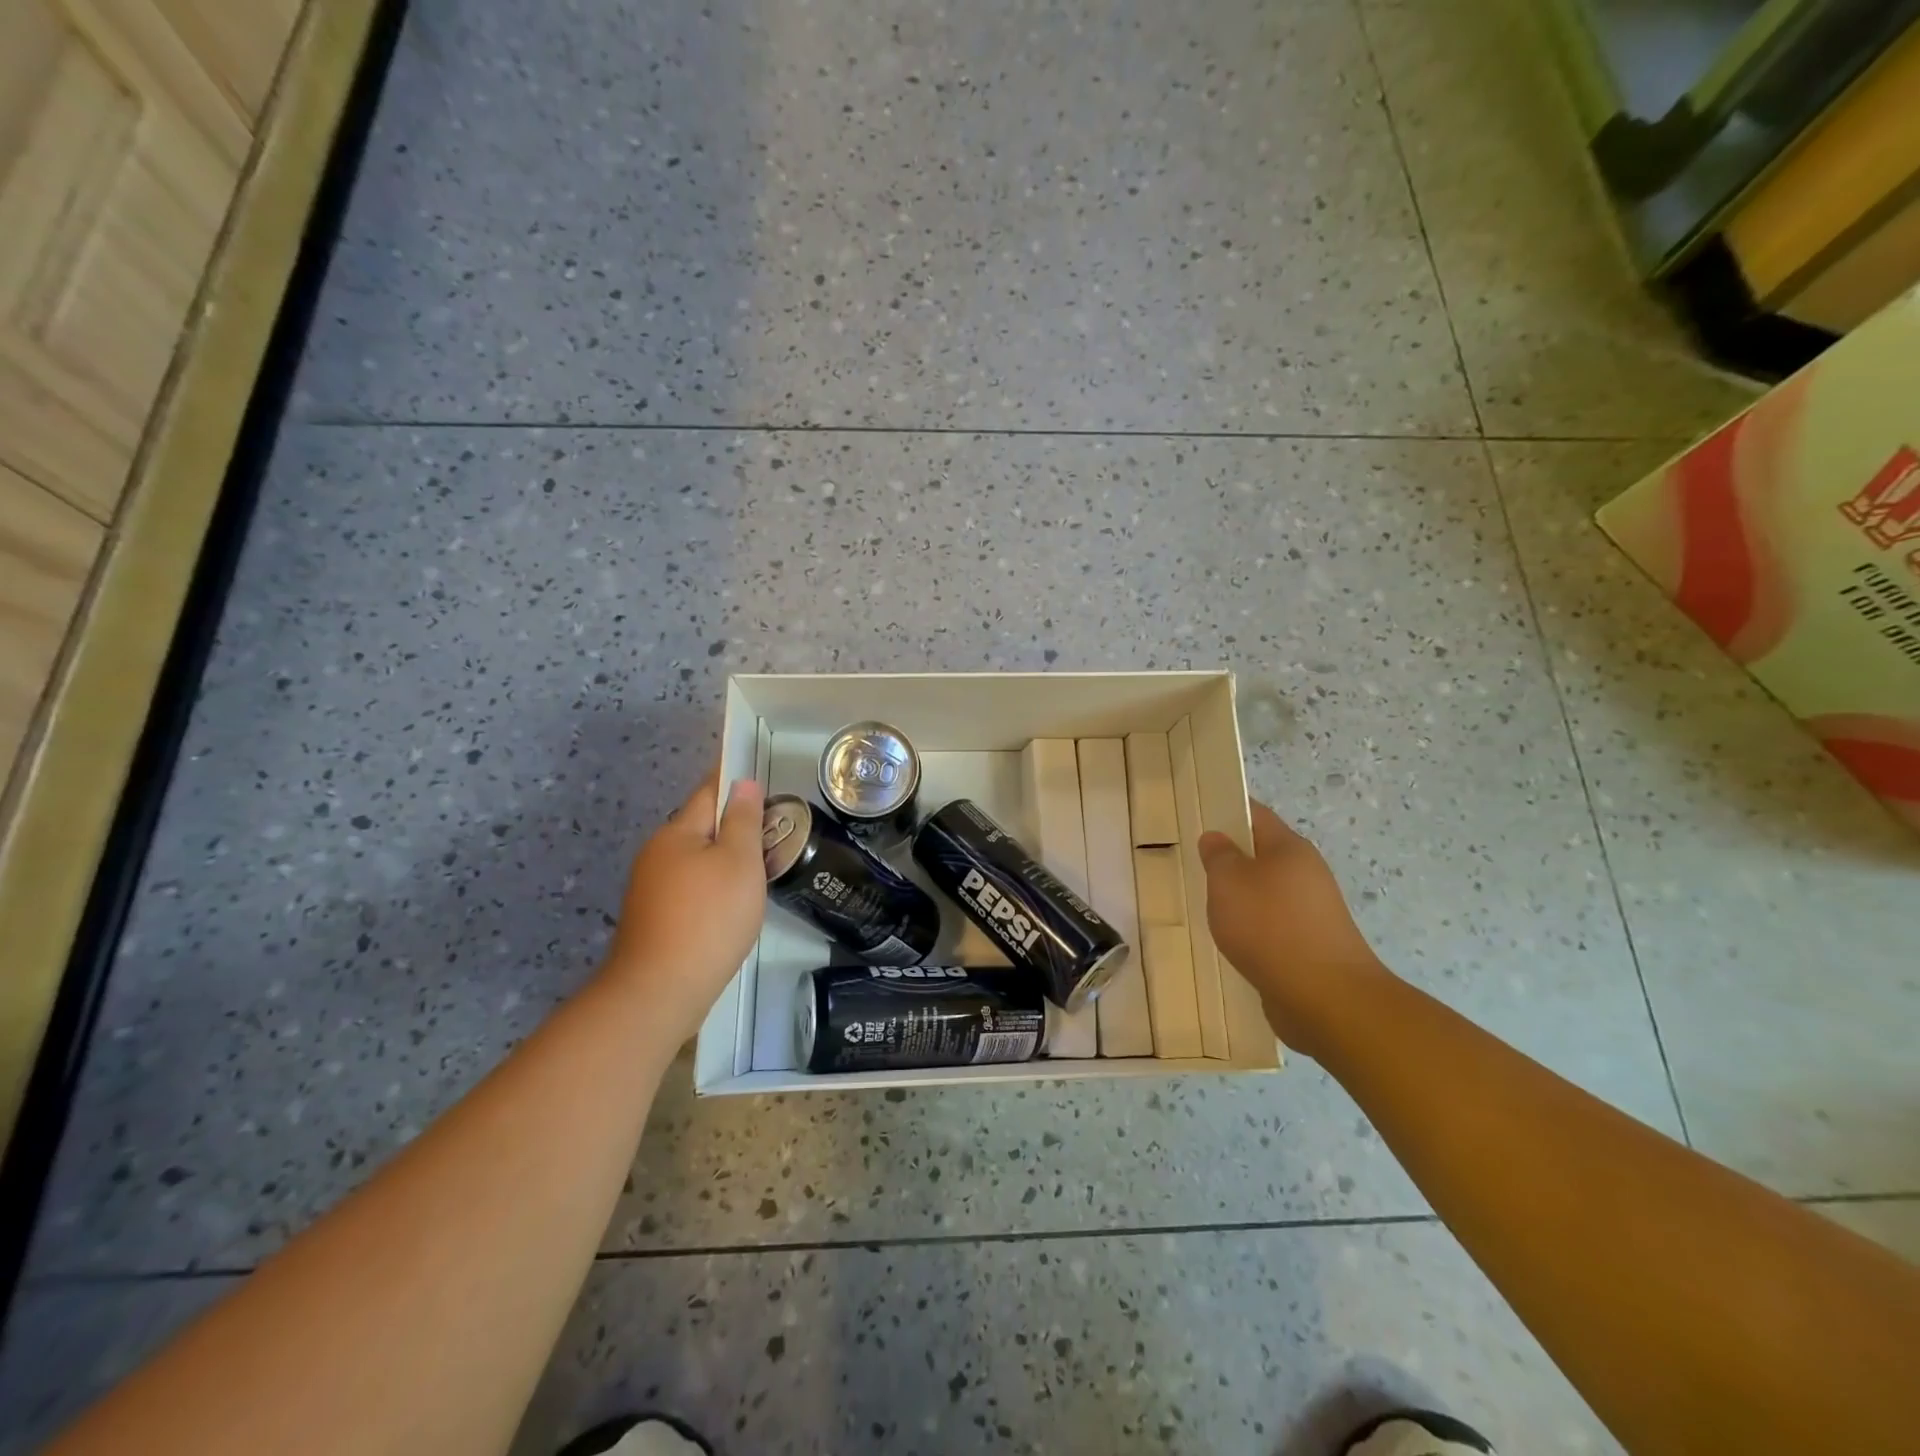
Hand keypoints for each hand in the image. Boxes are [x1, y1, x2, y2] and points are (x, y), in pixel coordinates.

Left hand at [601, 767, 766, 1041]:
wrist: (660, 990)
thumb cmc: (709, 917)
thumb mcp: (739, 861)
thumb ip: (744, 819)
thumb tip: (744, 783)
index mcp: (677, 832)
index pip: (709, 792)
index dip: (734, 781)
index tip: (759, 777)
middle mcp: (657, 853)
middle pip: (701, 827)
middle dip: (733, 825)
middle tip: (773, 834)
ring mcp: (650, 888)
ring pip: (696, 860)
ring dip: (724, 859)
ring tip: (759, 871)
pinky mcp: (653, 919)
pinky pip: (689, 887)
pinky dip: (712, 887)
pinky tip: (731, 906)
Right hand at [1197, 800, 1386, 1058]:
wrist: (1326, 998)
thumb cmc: (1270, 927)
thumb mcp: (1228, 882)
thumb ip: (1218, 856)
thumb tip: (1216, 838)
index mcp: (1290, 848)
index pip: (1256, 814)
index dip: (1228, 811)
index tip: (1198, 816)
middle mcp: (1307, 874)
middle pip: (1263, 855)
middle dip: (1231, 859)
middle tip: (1194, 866)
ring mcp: (1313, 912)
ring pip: (1267, 893)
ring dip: (1241, 898)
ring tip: (1207, 908)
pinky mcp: (1312, 946)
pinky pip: (1274, 926)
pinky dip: (1252, 929)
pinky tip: (1232, 943)